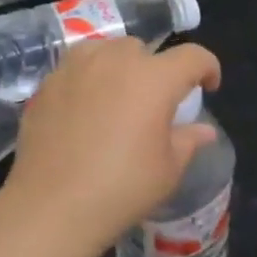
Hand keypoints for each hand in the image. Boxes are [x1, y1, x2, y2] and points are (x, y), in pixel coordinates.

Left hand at [1, 38, 221, 253]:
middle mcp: (115, 61)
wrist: (52, 206)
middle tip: (155, 101)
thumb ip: (188, 140)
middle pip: (144, 49)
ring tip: (117, 94)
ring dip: (119, 65)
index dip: (208, 68)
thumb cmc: (121, 188)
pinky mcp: (47, 84)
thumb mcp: (168, 169)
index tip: (208, 87)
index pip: (192, 57)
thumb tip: (203, 130)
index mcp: (154, 78)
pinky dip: (87, 79)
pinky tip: (84, 109)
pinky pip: (75, 68)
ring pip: (105, 49)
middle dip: (157, 69)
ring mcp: (76, 68)